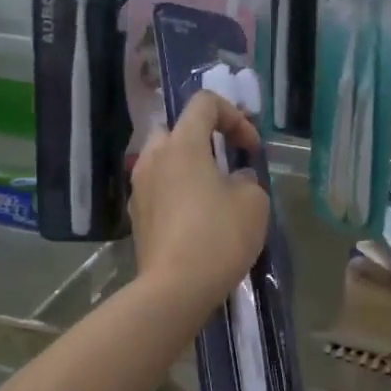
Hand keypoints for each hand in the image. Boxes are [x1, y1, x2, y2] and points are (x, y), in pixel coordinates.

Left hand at [131, 90, 270, 316]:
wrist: (176, 287)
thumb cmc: (219, 236)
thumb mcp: (253, 202)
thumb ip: (247, 179)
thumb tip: (234, 179)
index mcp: (182, 144)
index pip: (204, 103)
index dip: (234, 116)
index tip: (250, 148)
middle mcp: (153, 158)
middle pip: (176, 129)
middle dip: (203, 139)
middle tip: (225, 162)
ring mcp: (139, 188)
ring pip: (163, 161)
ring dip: (188, 167)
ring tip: (212, 192)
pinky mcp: (137, 217)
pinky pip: (158, 190)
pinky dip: (176, 192)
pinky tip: (195, 219)